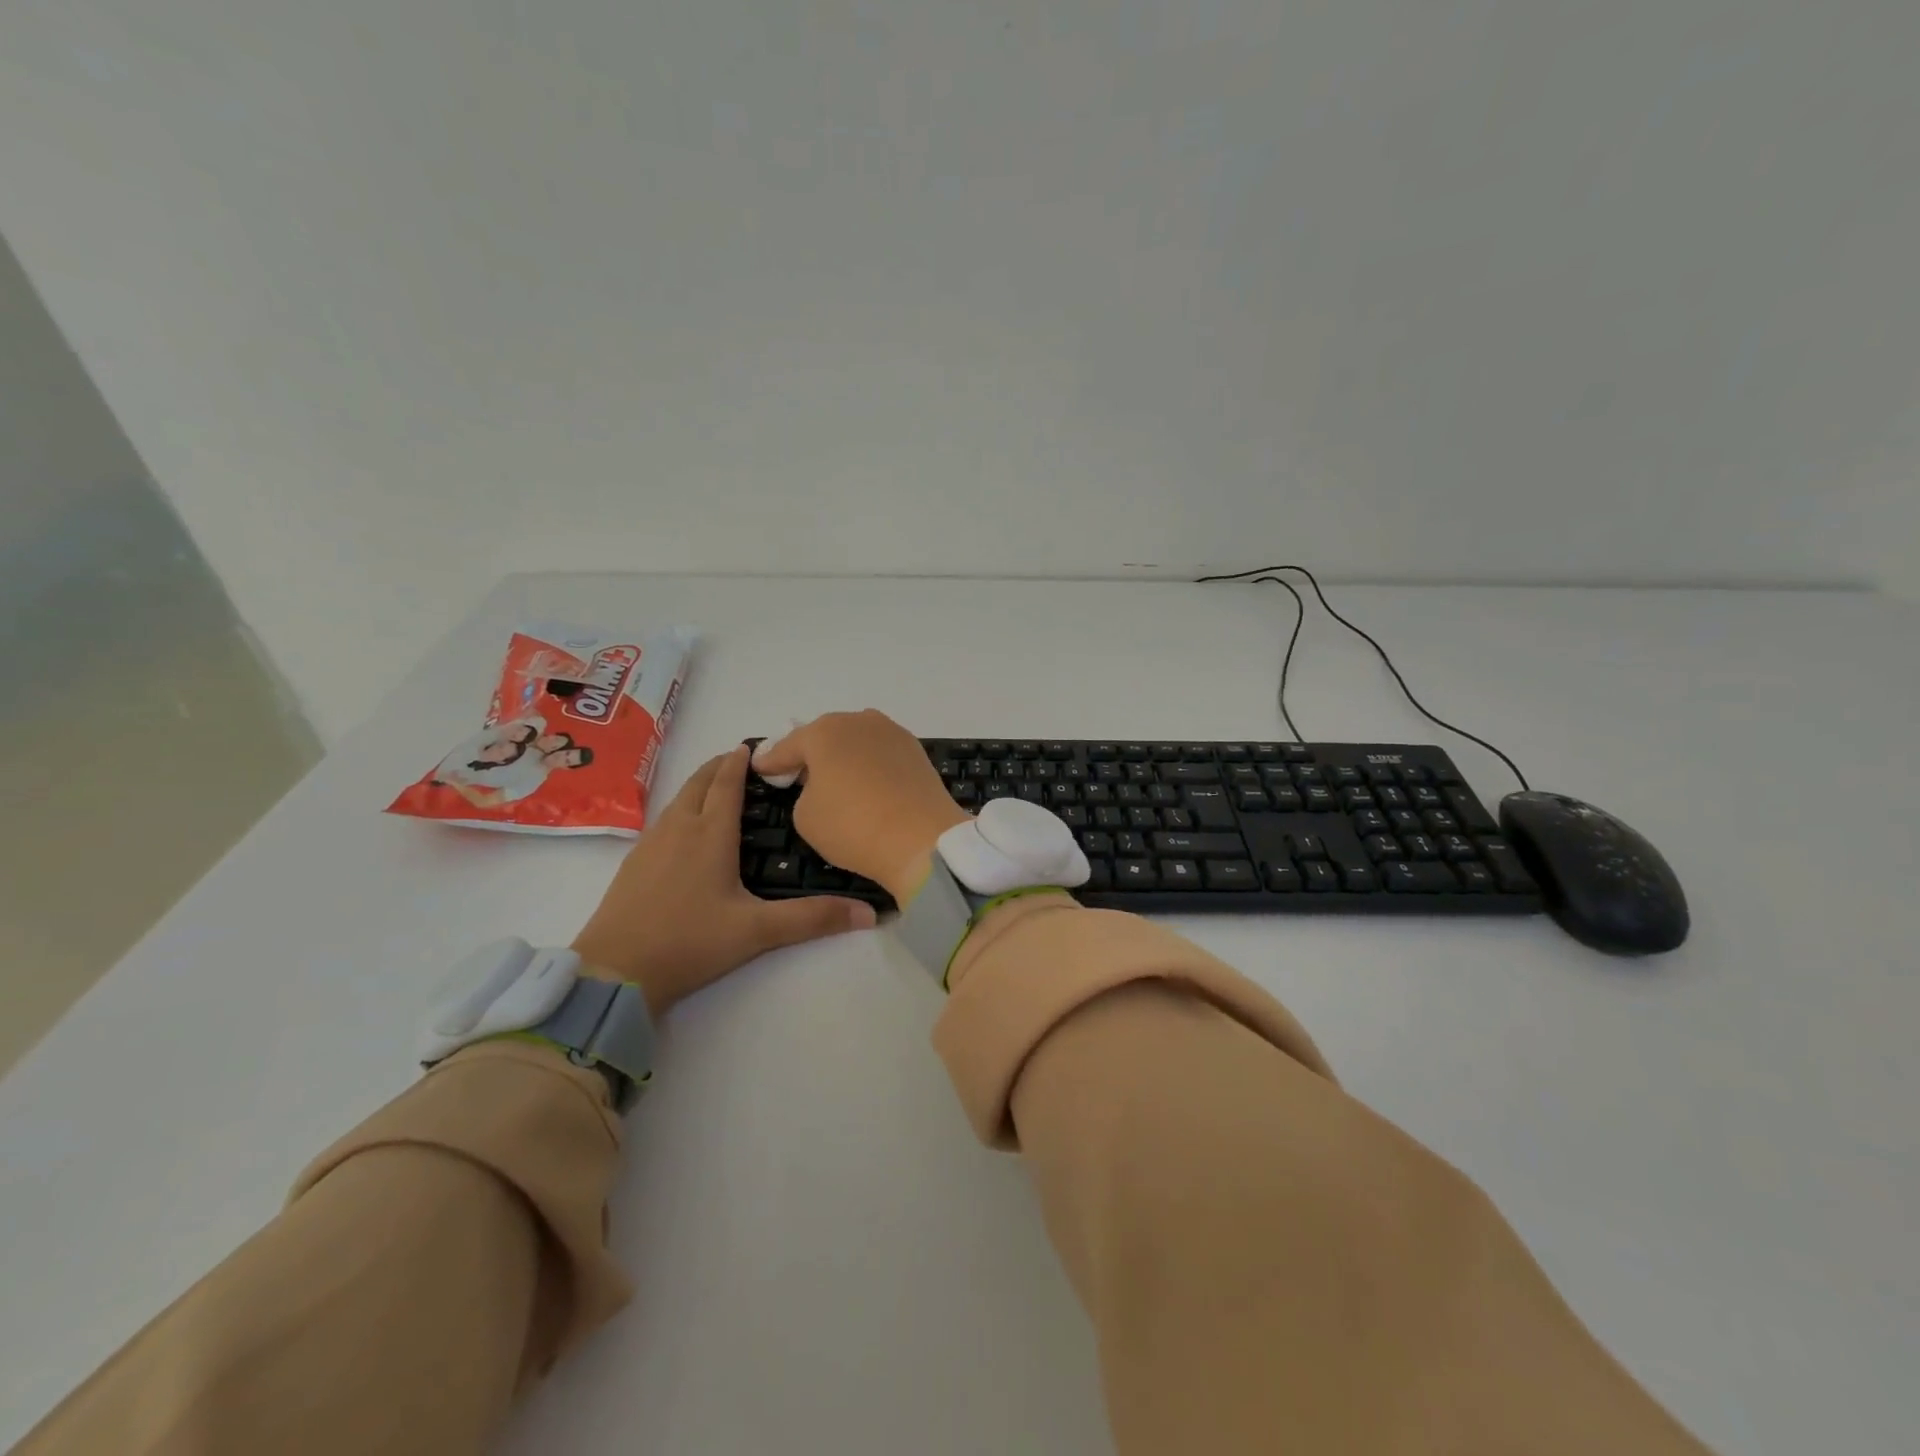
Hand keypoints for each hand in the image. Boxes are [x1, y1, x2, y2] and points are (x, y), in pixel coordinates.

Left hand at [571, 746, 876, 1015]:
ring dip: (700, 786)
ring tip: (719, 789)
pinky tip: (687, 831)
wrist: (613, 972)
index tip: (755, 745)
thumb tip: (871, 913)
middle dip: (720, 766)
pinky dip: (682, 808)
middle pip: (699, 782)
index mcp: (710, 834)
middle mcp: (679, 828)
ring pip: (678, 799)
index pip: (727, 784)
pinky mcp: (633, 863)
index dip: (741, 761)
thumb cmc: (689, 941)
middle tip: (742, 761)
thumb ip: (812, 919)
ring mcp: (651, 844)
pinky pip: (664, 820)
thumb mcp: (756, 931)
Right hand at [751, 710, 969, 902]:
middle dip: (810, 753)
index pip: (788, 746)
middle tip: (797, 774)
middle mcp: (858, 721)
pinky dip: (868, 764)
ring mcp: (891, 733)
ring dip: (843, 755)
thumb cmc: (852, 826)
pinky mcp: (915, 750)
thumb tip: (821, 786)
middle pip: (825, 736)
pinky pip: (880, 753)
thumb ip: (804, 792)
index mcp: (824, 732)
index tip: (760, 767)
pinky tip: (865, 781)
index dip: (771, 761)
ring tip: (834, 777)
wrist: (921, 839)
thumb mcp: (805, 815)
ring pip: (856, 741)